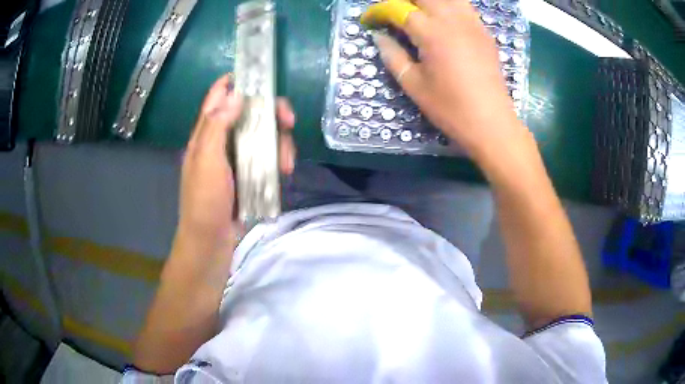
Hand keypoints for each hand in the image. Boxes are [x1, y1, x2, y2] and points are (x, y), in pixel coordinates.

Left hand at [176, 74, 296, 255]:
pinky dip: (278, 159)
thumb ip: (216, 127)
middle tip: (288, 120)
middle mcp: (222, 140)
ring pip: (263, 134)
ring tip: (287, 162)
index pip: (219, 97)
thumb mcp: (206, 162)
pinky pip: (268, 156)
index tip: (260, 76)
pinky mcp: (250, 173)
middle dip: (271, 112)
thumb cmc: (205, 202)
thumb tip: (235, 94)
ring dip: (279, 142)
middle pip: (249, 112)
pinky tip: (285, 171)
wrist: (212, 241)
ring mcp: (237, 157)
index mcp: (206, 134)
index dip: (236, 82)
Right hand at [370, 0, 528, 159]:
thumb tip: (378, 36)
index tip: (369, 19)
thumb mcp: (413, 85)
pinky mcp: (484, 31)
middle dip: (403, 1)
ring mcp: (472, 23)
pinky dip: (449, 5)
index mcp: (431, 32)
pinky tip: (442, 17)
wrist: (491, 123)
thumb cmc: (450, 108)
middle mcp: (452, 19)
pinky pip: (464, 6)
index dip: (379, 10)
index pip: (398, 8)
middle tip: (393, 14)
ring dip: (428, 1)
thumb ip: (392, 55)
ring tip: (417, 12)